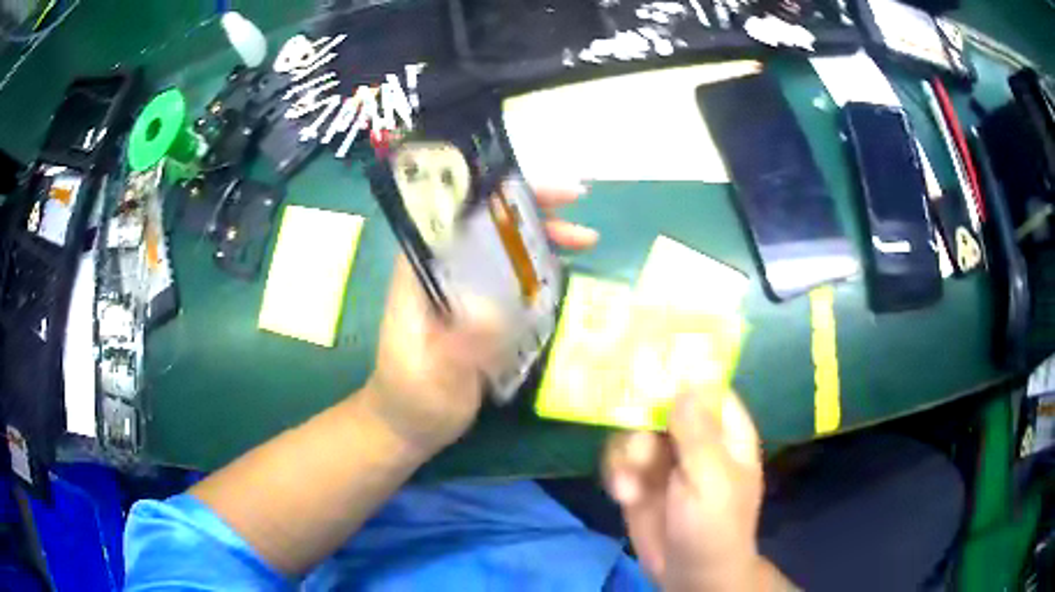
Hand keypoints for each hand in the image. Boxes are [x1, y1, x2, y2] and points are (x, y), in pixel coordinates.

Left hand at [364, 185, 597, 456]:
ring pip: (502, 248)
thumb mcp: (434, 380)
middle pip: (485, 225)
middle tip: (578, 208)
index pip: (454, 217)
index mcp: (419, 275)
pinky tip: (567, 269)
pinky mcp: (478, 310)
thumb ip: (459, 349)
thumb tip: (494, 310)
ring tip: (585, 240)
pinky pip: (511, 277)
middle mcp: (441, 272)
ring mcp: (462, 290)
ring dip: (541, 237)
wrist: (407, 426)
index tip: (540, 192)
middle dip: (530, 210)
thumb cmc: (411, 400)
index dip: (495, 195)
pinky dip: (540, 268)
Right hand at [604, 391, 768, 590]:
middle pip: (658, 404)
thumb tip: (687, 376)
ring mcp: (664, 459)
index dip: (678, 371)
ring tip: (629, 487)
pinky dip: (616, 474)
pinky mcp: (639, 479)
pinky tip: (623, 496)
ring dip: (626, 456)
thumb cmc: (714, 526)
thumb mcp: (711, 478)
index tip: (645, 361)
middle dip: (641, 424)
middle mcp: (693, 437)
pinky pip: (617, 459)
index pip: (703, 386)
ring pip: (632, 430)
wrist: (690, 574)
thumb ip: (698, 430)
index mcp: (724, 430)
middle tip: (638, 451)